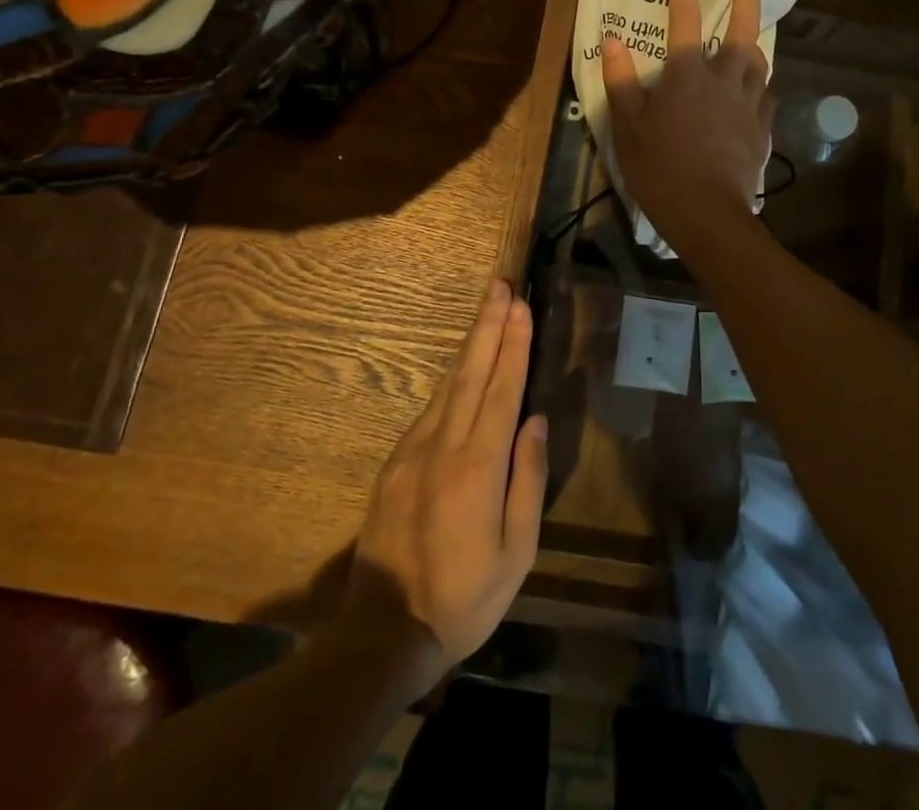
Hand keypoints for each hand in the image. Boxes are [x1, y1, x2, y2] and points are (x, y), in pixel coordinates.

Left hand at [342, 279, 547, 690]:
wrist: (384, 632)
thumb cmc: (465, 597)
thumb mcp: (517, 551)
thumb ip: (527, 479)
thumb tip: (534, 421)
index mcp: (478, 465)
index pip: (502, 389)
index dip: (514, 344)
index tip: (521, 306)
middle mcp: (444, 445)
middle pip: (471, 372)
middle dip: (488, 325)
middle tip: (500, 286)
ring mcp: (413, 451)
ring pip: (448, 384)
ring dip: (470, 344)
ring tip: (486, 311)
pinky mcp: (395, 463)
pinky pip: (431, 409)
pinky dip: (451, 379)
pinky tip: (462, 368)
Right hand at [602, 0, 772, 247]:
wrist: (708, 213)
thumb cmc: (660, 168)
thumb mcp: (628, 125)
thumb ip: (621, 80)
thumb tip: (612, 40)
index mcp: (687, 74)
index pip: (684, 19)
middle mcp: (724, 79)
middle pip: (740, 29)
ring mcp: (749, 103)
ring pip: (759, 61)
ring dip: (757, 38)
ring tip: (755, 28)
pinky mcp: (763, 128)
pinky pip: (765, 94)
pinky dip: (759, 82)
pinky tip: (757, 86)